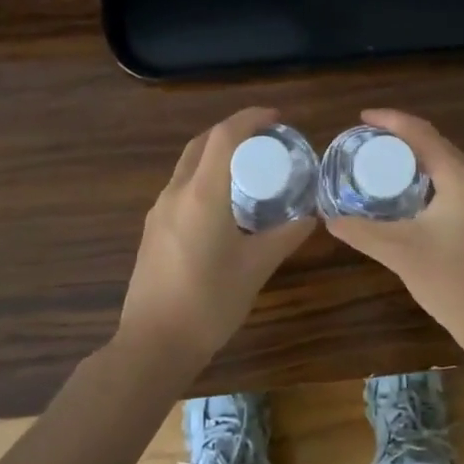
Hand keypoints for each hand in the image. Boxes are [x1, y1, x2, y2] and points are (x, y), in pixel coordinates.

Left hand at [120, 107, 314, 362]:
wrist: (153, 345)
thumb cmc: (209, 302)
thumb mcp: (256, 268)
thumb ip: (285, 236)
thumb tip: (310, 217)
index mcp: (202, 194)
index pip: (225, 136)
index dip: (250, 118)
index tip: (277, 118)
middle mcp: (176, 193)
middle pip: (202, 143)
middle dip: (233, 131)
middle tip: (265, 139)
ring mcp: (159, 211)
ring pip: (187, 165)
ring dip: (216, 154)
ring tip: (248, 167)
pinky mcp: (153, 230)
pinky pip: (180, 187)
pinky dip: (204, 177)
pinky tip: (224, 202)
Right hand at [324, 110, 463, 345]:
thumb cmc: (451, 282)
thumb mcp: (399, 252)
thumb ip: (361, 231)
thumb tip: (328, 217)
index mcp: (462, 178)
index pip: (422, 134)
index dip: (391, 121)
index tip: (361, 119)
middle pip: (436, 144)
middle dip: (401, 138)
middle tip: (365, 142)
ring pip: (447, 163)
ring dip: (416, 158)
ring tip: (381, 161)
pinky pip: (455, 181)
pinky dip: (430, 177)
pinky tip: (409, 192)